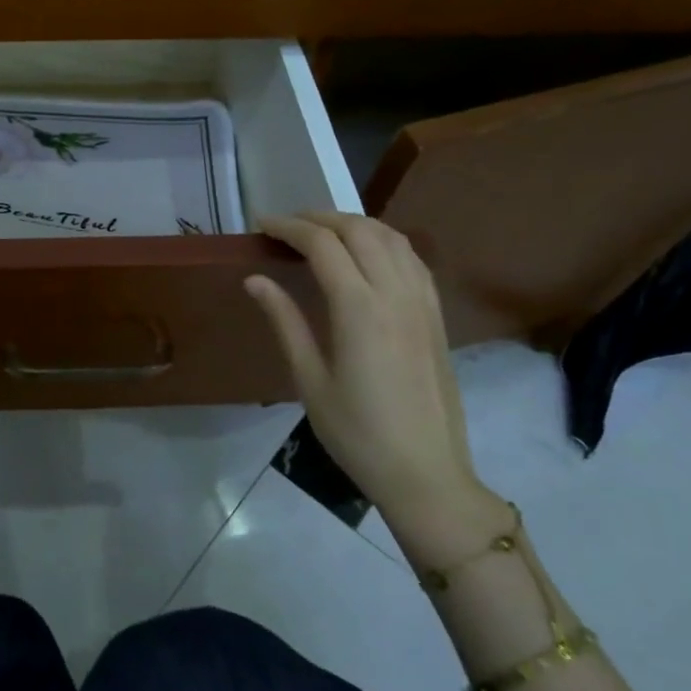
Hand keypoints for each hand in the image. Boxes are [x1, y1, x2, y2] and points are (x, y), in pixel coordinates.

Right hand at [244, 212, 484, 531]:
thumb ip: (285, 321)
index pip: (323, 244)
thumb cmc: (356, 433)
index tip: (261, 226)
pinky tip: (366, 255)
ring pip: (392, 237)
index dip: (289, 227)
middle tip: (287, 227)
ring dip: (354, 224)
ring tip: (322, 232)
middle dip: (320, 218)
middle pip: (359, 230)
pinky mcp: (436, 315)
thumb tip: (255, 280)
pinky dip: (384, 241)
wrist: (426, 473)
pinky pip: (412, 258)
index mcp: (359, 309)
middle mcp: (395, 294)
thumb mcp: (309, 380)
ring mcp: (422, 302)